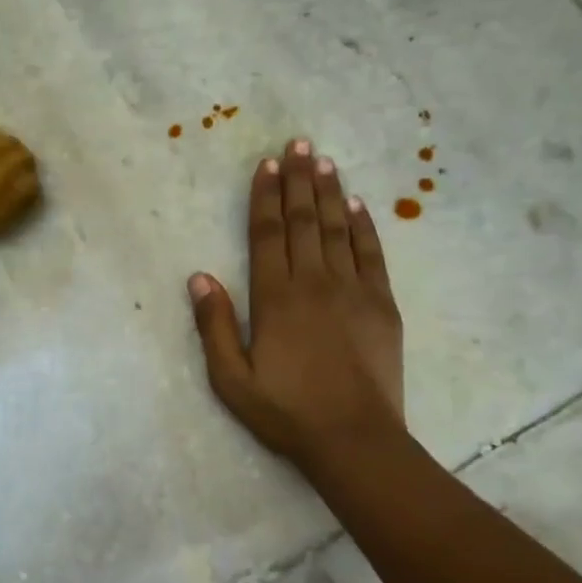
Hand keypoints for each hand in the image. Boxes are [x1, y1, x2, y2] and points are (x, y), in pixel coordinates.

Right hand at [188, 138, 405, 469]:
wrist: (353, 438)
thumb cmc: (285, 411)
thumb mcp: (230, 378)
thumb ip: (214, 325)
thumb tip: (200, 276)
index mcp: (275, 298)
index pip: (268, 234)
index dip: (265, 197)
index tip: (266, 165)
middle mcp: (314, 283)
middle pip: (303, 221)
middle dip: (298, 180)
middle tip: (297, 144)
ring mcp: (353, 291)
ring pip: (337, 229)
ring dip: (328, 192)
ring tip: (323, 160)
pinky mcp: (382, 305)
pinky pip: (372, 254)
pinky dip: (363, 226)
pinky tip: (357, 205)